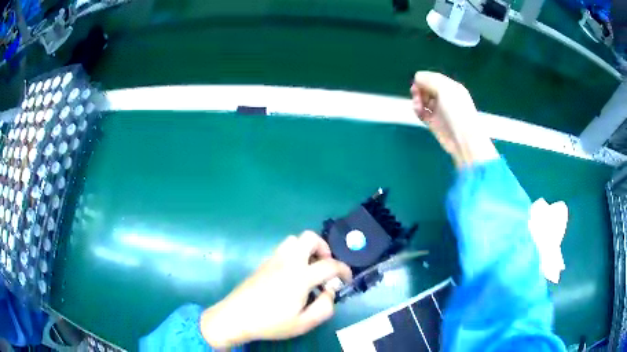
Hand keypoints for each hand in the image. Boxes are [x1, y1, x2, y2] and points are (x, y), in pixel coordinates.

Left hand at [200, 231, 351, 348]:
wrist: (236, 317)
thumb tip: (329, 292)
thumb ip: (325, 307)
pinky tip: (292, 275)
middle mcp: (288, 262)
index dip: (344, 270)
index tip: (346, 278)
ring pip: (293, 240)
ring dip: (307, 249)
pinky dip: (294, 255)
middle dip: (323, 248)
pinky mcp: (263, 264)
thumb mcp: (304, 323)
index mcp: (300, 276)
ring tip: (309, 268)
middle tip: (325, 266)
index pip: (330, 265)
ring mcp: (273, 260)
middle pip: (309, 237)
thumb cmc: (271, 322)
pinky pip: (283, 250)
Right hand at [410, 71, 497, 167]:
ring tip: (417, 105)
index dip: (423, 79)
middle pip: (427, 88)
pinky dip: (418, 110)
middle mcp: (446, 98)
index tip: (417, 83)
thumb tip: (416, 77)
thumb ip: (429, 80)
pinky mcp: (434, 123)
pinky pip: (422, 113)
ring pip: (423, 100)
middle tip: (416, 94)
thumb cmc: (457, 111)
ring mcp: (440, 111)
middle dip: (419, 89)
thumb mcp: (445, 89)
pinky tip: (418, 111)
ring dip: (417, 100)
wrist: (463, 139)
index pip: (433, 78)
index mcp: (451, 88)